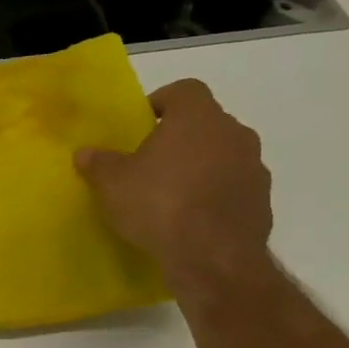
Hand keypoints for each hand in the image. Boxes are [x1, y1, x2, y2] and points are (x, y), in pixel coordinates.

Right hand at [74, 79, 274, 300]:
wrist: (213, 258)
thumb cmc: (158, 204)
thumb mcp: (111, 183)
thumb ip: (98, 162)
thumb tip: (86, 153)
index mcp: (197, 118)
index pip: (185, 89)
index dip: (162, 101)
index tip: (141, 124)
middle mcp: (233, 133)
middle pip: (205, 122)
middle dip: (179, 137)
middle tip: (149, 160)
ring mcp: (253, 167)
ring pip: (222, 154)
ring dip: (199, 166)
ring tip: (169, 193)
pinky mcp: (262, 200)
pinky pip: (233, 186)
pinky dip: (214, 193)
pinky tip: (190, 218)